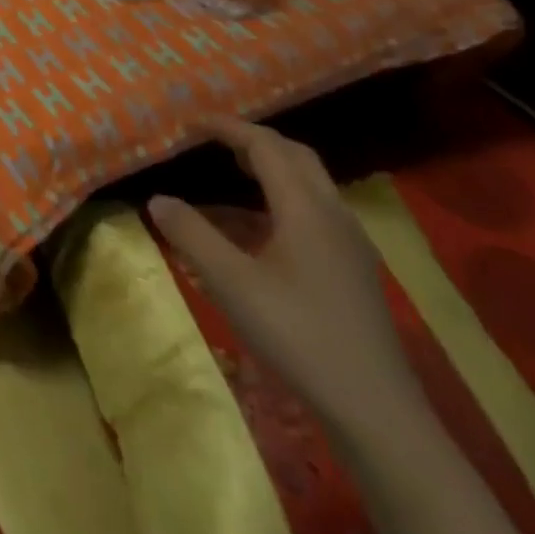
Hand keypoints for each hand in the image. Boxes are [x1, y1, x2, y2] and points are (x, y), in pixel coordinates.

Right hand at [147, 116, 421, 438]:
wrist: (376, 410)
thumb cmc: (298, 335)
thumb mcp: (231, 283)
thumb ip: (191, 234)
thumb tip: (158, 199)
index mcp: (306, 209)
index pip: (265, 146)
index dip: (228, 128)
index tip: (192, 123)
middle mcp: (334, 216)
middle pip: (296, 157)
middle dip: (254, 141)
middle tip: (214, 141)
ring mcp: (350, 245)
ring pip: (310, 185)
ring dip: (271, 169)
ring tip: (230, 175)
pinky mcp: (353, 270)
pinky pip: (315, 212)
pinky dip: (281, 200)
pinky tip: (256, 229)